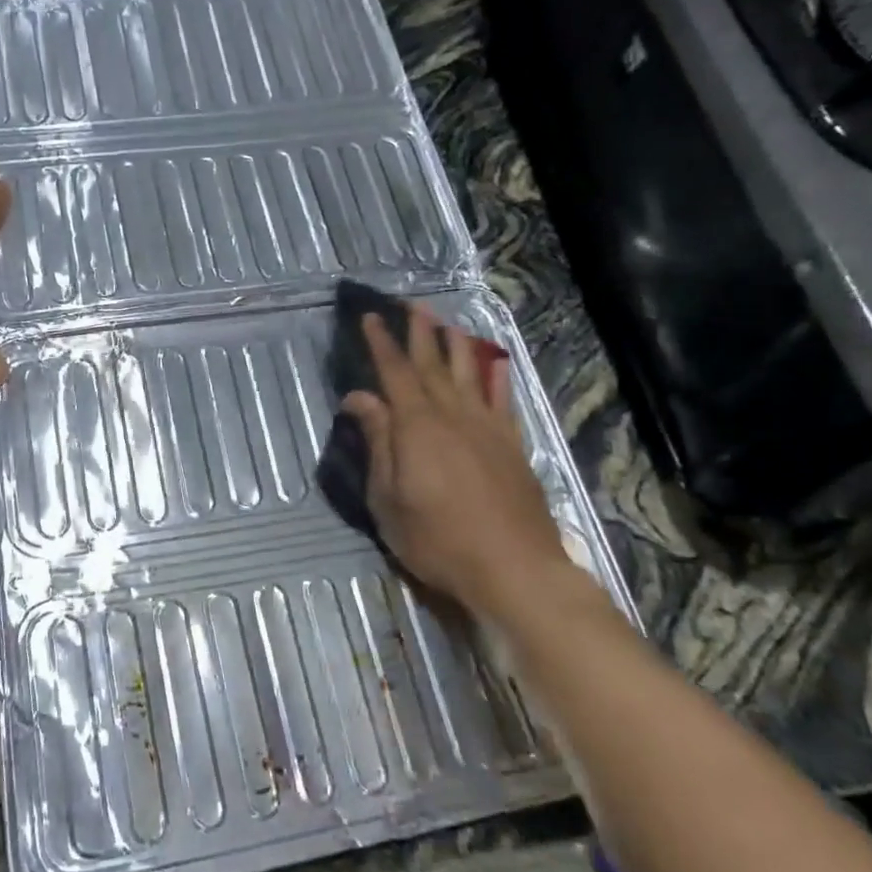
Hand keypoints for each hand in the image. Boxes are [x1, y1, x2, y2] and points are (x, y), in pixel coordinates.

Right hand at [340, 308, 570, 613]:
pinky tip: (494, 362)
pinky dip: (495, 376)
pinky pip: (502, 398)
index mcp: (416, 426)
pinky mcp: (512, 443)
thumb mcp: (388, 499)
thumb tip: (359, 398)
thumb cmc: (437, 539)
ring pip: (469, 372)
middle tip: (410, 304)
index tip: (371, 317)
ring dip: (455, 343)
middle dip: (420, 331)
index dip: (381, 343)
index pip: (394, 372)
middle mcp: (452, 414)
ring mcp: (487, 426)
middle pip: (432, 363)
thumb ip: (377, 442)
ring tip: (446, 322)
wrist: (513, 567)